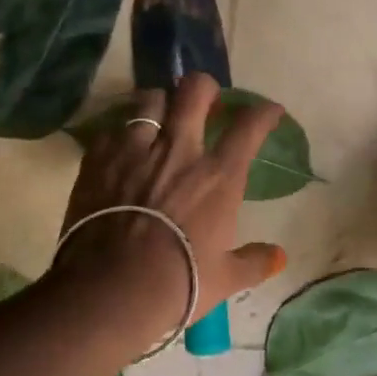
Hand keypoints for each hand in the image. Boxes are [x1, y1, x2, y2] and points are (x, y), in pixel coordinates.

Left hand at [56, 75, 286, 341]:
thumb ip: (254, 262)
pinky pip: (112, 128)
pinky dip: (121, 133)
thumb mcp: (225, 278)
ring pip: (149, 99)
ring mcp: (135, 148)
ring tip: (158, 118)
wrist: (113, 288)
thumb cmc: (179, 283)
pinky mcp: (98, 157)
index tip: (268, 112)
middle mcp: (179, 150)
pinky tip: (121, 148)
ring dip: (159, 104)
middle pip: (195, 90)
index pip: (249, 126)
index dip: (263, 112)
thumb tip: (278, 257)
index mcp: (218, 176)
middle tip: (204, 101)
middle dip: (204, 88)